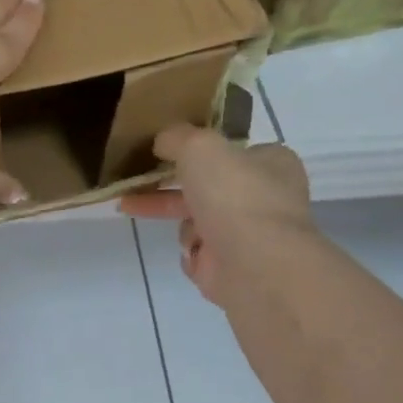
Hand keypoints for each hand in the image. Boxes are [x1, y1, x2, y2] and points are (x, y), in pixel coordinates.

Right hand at [119, 126, 314, 306]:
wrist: (254, 265)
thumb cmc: (233, 195)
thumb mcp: (199, 146)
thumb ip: (176, 137)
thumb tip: (162, 142)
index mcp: (271, 163)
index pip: (230, 150)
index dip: (197, 150)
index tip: (163, 150)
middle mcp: (264, 197)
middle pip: (206, 185)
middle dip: (167, 186)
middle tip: (131, 182)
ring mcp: (249, 233)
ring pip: (197, 218)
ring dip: (178, 219)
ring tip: (140, 210)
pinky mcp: (232, 265)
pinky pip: (198, 250)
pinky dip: (190, 249)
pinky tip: (192, 249)